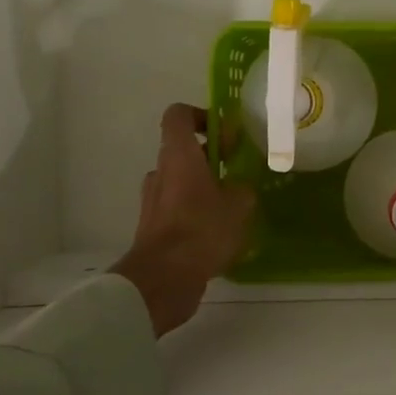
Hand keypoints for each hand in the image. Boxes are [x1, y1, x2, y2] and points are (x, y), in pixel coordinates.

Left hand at [114, 104, 254, 336]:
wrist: (164, 278)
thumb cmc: (203, 229)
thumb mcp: (240, 204)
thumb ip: (242, 188)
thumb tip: (238, 188)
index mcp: (179, 155)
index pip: (179, 115)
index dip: (202, 116)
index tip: (226, 134)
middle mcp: (161, 172)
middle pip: (183, 151)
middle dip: (212, 158)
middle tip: (238, 173)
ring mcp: (153, 201)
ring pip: (181, 181)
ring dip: (204, 187)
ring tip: (232, 207)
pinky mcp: (153, 227)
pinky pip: (177, 209)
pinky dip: (195, 213)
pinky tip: (218, 233)